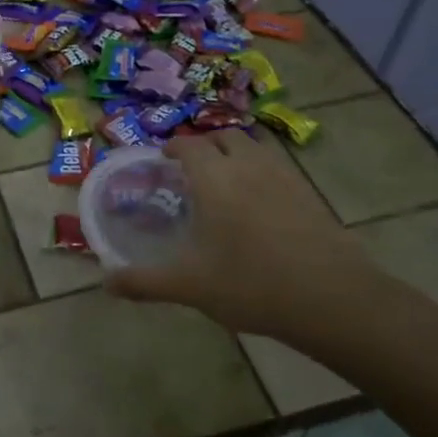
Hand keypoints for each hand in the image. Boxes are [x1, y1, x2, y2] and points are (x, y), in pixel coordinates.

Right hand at [106, 129, 389, 347]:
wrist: (331, 298)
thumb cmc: (250, 285)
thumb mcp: (189, 286)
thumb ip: (144, 282)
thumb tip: (106, 284)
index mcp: (215, 179)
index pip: (189, 145)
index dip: (173, 148)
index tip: (163, 159)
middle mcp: (249, 167)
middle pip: (225, 137)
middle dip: (205, 145)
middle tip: (191, 170)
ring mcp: (284, 177)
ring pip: (255, 148)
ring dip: (235, 154)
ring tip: (224, 182)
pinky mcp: (309, 194)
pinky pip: (278, 167)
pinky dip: (261, 172)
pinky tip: (259, 206)